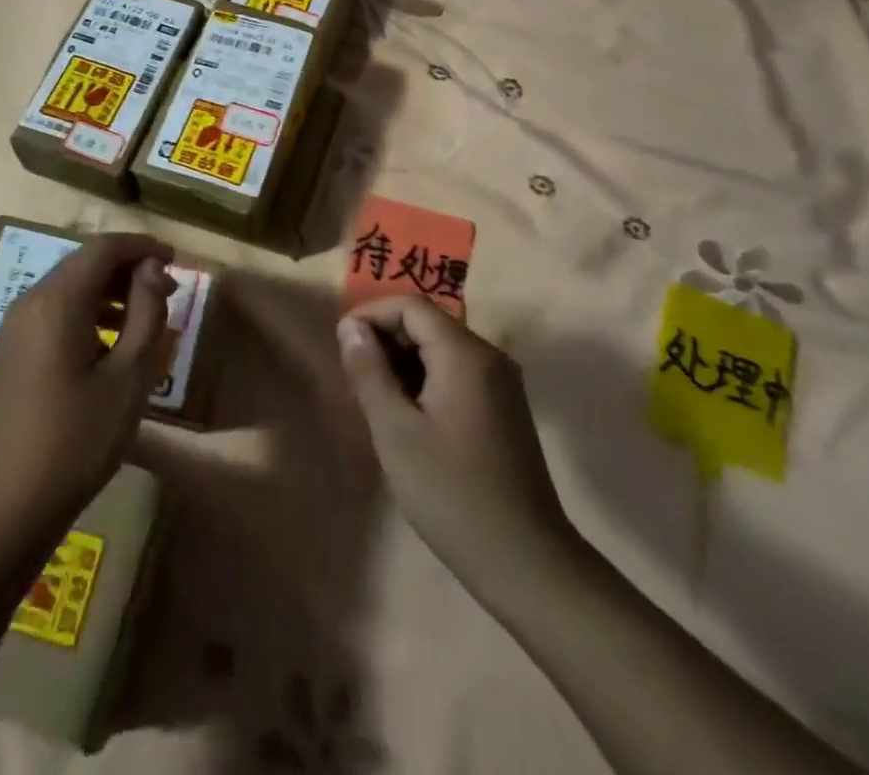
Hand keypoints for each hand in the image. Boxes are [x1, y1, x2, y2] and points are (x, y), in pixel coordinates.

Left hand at [0, 234, 174, 548]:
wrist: (7, 504)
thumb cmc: (77, 440)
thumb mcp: (129, 377)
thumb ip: (147, 313)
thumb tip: (152, 269)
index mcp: (58, 301)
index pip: (104, 248)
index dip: (143, 247)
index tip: (176, 260)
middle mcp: (31, 301)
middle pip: (85, 262)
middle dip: (129, 268)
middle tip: (169, 289)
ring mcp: (15, 325)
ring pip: (70, 286)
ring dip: (110, 290)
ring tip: (147, 315)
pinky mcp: (12, 349)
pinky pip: (55, 310)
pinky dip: (87, 310)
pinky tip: (111, 341)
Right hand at [338, 296, 570, 575]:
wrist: (527, 563)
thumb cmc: (452, 493)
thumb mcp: (395, 432)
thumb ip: (369, 372)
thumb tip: (351, 329)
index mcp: (465, 354)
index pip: (411, 306)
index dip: (371, 314)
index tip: (342, 345)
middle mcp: (489, 357)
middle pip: (428, 323)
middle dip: (386, 339)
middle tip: (353, 376)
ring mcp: (502, 384)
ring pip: (442, 349)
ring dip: (404, 362)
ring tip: (373, 399)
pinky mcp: (505, 410)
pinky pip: (457, 374)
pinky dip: (426, 380)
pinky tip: (407, 417)